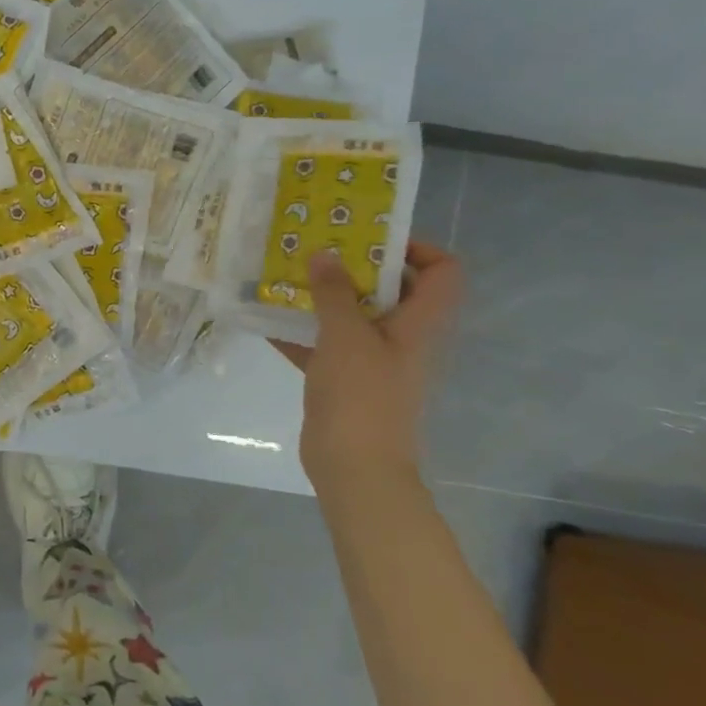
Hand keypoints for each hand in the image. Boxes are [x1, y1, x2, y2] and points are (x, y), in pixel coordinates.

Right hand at [272, 241, 461, 488]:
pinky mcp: (343, 380)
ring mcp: (371, 360)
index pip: (442, 272)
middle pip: (391, 289)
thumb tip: (324, 254)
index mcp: (417, 323)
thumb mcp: (346, 336)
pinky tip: (263, 318)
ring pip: (352, 316)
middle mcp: (400, 337)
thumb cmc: (361, 396)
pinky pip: (322, 345)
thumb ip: (335, 293)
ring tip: (286, 275)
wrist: (354, 467)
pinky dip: (299, 331)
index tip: (369, 238)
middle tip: (316, 248)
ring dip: (322, 297)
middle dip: (354, 266)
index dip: (417, 247)